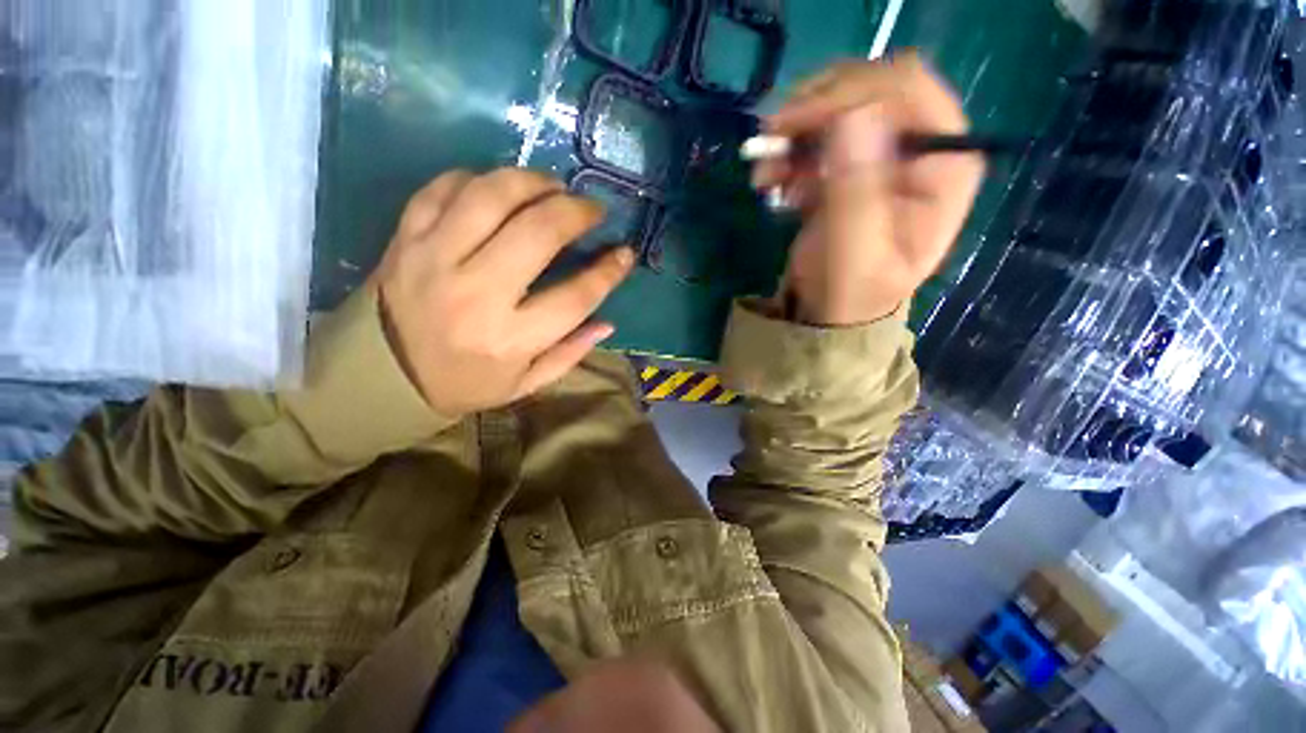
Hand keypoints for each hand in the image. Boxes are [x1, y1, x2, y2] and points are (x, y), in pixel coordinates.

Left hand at [373, 168, 633, 417]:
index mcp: (510, 339)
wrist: (384, 375)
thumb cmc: (466, 383)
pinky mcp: (405, 239)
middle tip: (591, 210)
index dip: (609, 271)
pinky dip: (479, 180)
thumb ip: (570, 354)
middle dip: (575, 212)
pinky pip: (443, 189)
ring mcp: (434, 260)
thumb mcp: (526, 383)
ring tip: (552, 186)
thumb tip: (607, 323)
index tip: (625, 254)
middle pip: (538, 233)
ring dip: (531, 182)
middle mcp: (475, 295)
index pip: (576, 297)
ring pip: (490, 196)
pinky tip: (499, 189)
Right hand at [754, 52, 984, 324]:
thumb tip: (853, 116)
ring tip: (764, 171)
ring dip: (794, 132)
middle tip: (772, 138)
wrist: (831, 310)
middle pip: (870, 89)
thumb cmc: (850, 291)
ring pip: (839, 107)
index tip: (798, 123)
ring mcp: (881, 153)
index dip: (852, 94)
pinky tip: (770, 179)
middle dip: (815, 110)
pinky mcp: (848, 164)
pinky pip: (817, 136)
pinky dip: (788, 150)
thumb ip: (857, 192)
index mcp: (943, 164)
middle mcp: (918, 147)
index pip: (910, 91)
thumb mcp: (854, 253)